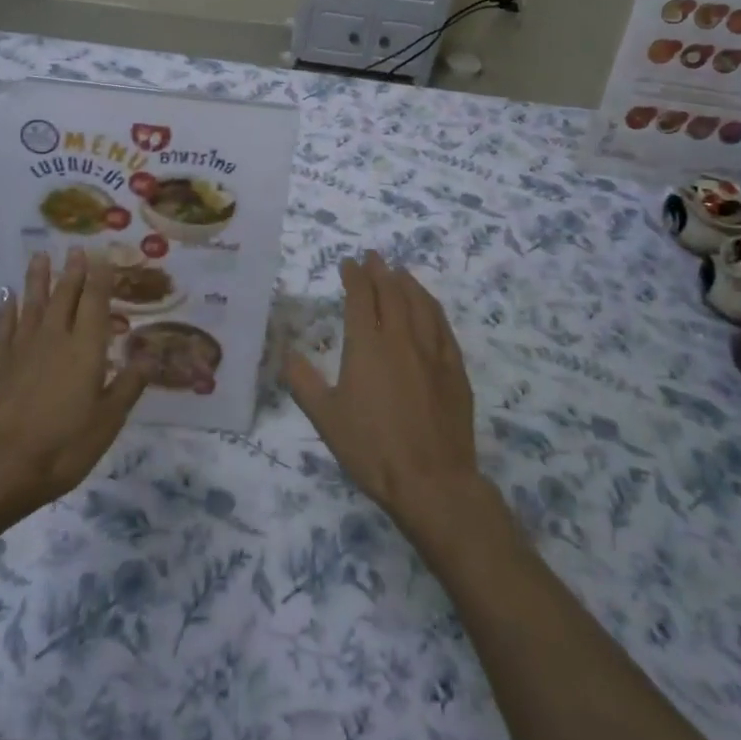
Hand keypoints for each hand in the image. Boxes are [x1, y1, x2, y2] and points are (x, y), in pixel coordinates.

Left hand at [0, 248, 148, 518]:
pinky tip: (7, 295)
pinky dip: (7, 308)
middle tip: (76, 248)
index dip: (101, 278)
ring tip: (40, 255)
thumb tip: (151, 355)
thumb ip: (129, 385)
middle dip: (73, 271)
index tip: (103, 255)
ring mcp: (23, 347)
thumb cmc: (63, 445)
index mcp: (86, 349)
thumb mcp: (107, 422)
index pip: (96, 303)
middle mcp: (55, 337)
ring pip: (33, 303)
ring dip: (38, 278)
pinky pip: (4, 326)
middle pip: (65, 296)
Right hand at [284, 251, 489, 535]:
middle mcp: (400, 338)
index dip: (353, 276)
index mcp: (367, 345)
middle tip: (373, 257)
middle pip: (392, 292)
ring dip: (408, 282)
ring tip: (400, 272)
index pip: (360, 297)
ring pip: (420, 303)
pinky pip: (443, 326)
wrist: (432, 482)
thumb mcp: (326, 418)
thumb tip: (286, 353)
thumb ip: (303, 381)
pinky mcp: (454, 369)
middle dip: (380, 270)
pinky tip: (429, 306)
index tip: (348, 263)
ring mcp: (432, 352)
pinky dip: (432, 307)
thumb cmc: (372, 449)